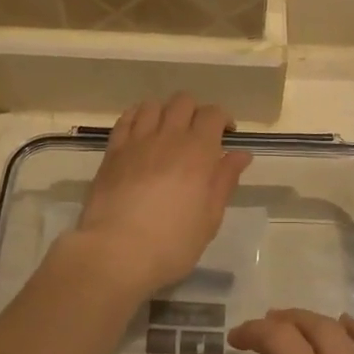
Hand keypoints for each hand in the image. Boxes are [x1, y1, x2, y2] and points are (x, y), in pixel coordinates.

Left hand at [70, 94, 251, 297]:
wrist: (117, 252)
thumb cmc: (172, 243)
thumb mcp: (210, 218)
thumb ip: (225, 180)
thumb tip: (240, 154)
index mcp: (198, 151)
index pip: (213, 113)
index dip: (222, 119)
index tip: (226, 136)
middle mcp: (168, 136)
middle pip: (183, 101)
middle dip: (194, 112)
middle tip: (197, 136)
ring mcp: (137, 140)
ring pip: (152, 104)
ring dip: (164, 112)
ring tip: (166, 133)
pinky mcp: (113, 150)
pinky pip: (125, 119)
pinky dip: (137, 118)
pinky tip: (140, 134)